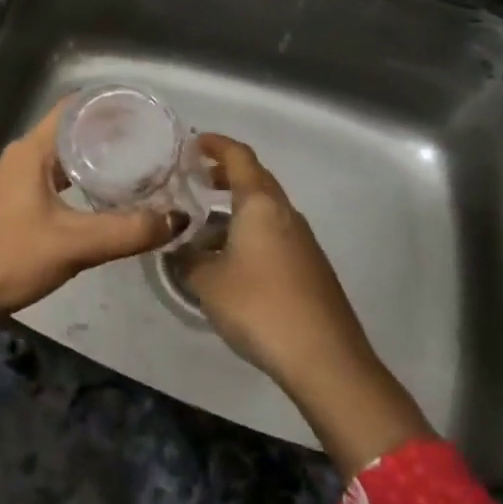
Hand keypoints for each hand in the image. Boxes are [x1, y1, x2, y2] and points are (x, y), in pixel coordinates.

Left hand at [0, 97, 180, 327]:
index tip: (146, 111)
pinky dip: (81, 182)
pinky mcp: (14, 204)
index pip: (74, 107)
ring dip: (96, 160)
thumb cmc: (10, 256)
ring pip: (63, 158)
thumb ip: (128, 231)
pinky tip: (105, 199)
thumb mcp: (74, 244)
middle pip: (71, 131)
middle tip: (153, 143)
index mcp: (32, 150)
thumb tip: (178, 219)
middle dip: (110, 134)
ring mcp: (15, 180)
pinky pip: (55, 180)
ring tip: (139, 168)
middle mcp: (22, 156)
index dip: (109, 104)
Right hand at [177, 134, 432, 474]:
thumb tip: (176, 248)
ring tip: (203, 227)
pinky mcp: (310, 268)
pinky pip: (274, 234)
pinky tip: (229, 261)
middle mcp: (286, 214)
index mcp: (261, 205)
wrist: (326, 360)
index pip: (239, 157)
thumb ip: (186, 259)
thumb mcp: (207, 282)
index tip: (193, 143)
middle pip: (256, 180)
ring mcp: (302, 241)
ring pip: (265, 210)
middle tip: (195, 181)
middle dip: (225, 175)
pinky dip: (249, 233)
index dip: (216, 145)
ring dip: (235, 209)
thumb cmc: (259, 307)